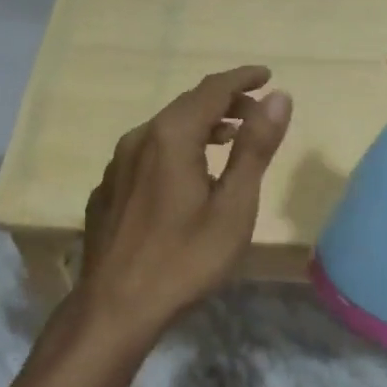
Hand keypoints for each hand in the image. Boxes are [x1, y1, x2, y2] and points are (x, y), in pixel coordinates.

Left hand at [76, 66, 292, 342]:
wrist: (113, 310)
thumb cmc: (184, 259)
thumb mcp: (233, 206)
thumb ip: (255, 147)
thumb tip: (278, 97)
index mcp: (171, 135)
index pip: (212, 88)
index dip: (242, 79)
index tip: (267, 76)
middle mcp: (139, 137)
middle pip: (188, 105)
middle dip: (225, 102)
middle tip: (256, 113)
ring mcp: (117, 163)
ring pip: (165, 128)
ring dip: (200, 125)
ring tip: (229, 139)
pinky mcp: (108, 188)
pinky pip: (148, 151)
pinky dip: (176, 148)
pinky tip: (186, 175)